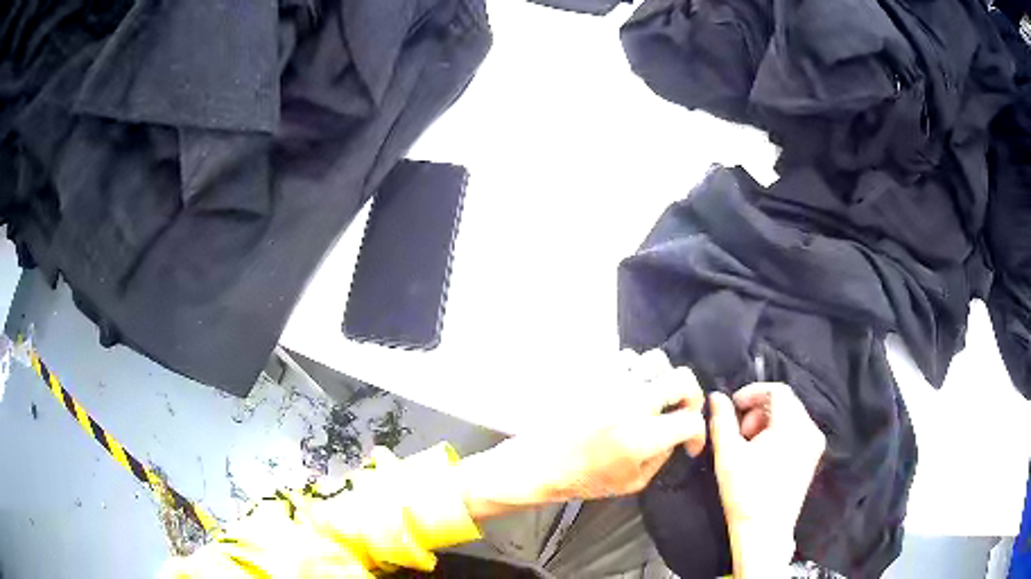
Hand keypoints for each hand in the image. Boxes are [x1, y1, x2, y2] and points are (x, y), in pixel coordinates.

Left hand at [459, 350, 706, 518]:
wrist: (540, 462)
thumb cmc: (586, 479)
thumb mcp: (633, 482)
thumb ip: (663, 456)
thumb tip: (678, 434)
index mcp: (642, 436)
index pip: (691, 420)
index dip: (699, 433)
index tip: (690, 443)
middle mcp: (631, 402)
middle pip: (683, 378)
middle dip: (691, 396)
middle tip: (682, 410)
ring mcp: (611, 383)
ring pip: (656, 359)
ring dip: (663, 378)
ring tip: (655, 395)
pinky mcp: (593, 374)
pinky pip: (626, 357)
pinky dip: (635, 370)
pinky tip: (629, 388)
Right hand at [708, 383, 825, 577]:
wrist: (764, 532)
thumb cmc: (745, 493)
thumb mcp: (728, 455)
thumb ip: (722, 421)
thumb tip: (716, 396)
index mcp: (793, 426)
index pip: (777, 390)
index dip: (752, 392)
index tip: (733, 406)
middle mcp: (810, 430)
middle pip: (785, 403)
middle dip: (759, 410)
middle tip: (738, 431)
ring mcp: (814, 445)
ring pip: (791, 417)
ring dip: (767, 422)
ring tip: (748, 444)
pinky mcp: (812, 458)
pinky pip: (796, 432)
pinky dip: (779, 434)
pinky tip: (762, 454)